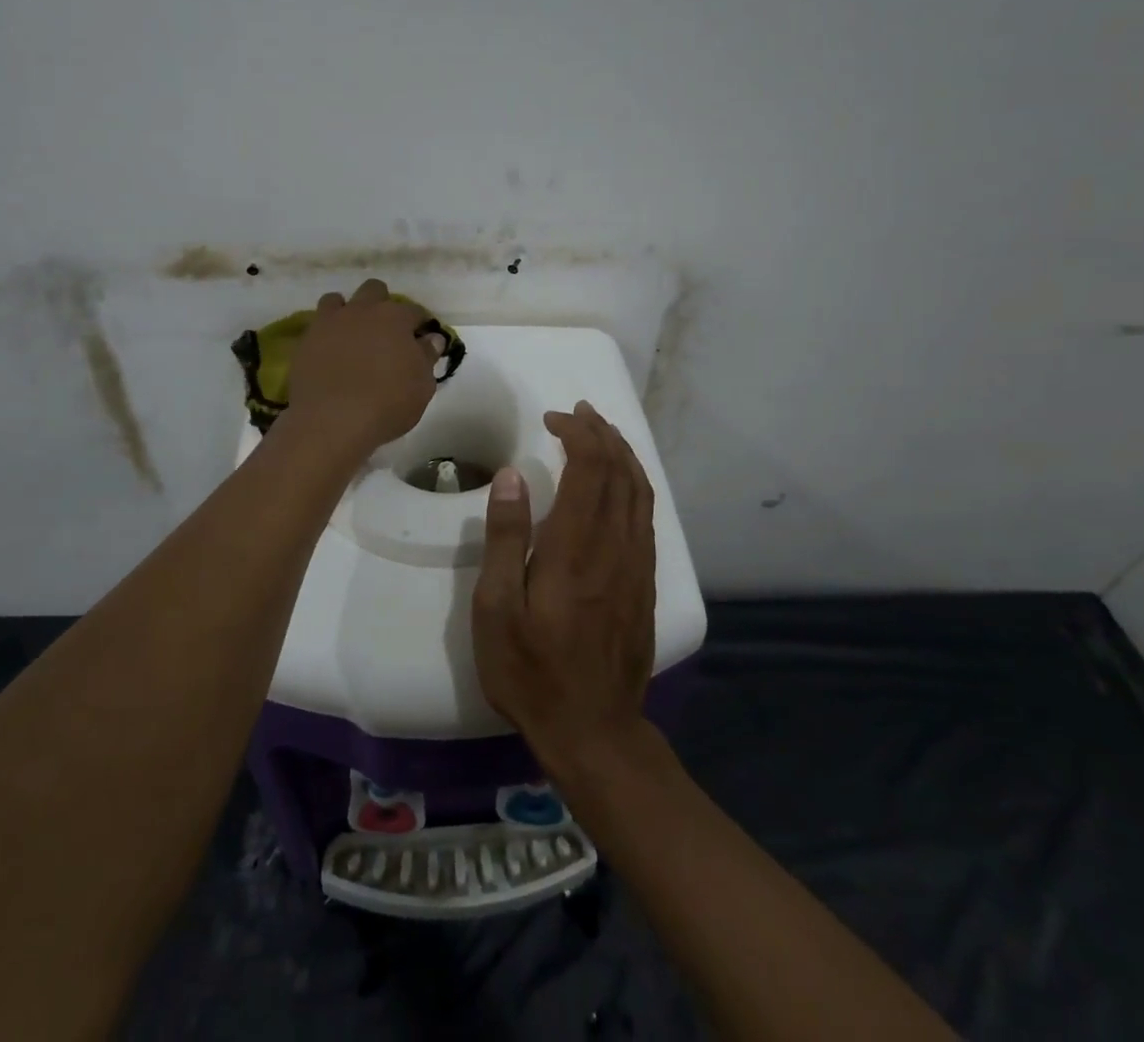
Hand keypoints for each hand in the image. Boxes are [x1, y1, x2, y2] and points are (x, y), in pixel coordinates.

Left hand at [285, 279, 445, 454]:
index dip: (418, 324)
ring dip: (347, 312)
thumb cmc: (387, 404)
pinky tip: (330, 354)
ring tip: (351, 337)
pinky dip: (325, 334)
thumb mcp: (422, 385)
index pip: (413, 311)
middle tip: (385, 332)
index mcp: (394, 318)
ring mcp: (329, 323)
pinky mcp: (305, 340)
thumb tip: (431, 338)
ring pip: (337, 300)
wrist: (332, 421)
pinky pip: (316, 326)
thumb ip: (427, 357)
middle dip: (381, 304)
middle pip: (373, 290)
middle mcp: (361, 310)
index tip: (420, 339)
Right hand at [471, 401, 656, 784]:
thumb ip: (506, 538)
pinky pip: (646, 516)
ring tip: (602, 433)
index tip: (552, 419)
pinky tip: (620, 484)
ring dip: (622, 454)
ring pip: (640, 491)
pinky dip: (634, 484)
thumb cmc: (531, 671)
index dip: (577, 433)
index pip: (590, 467)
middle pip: (620, 471)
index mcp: (576, 546)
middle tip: (578, 413)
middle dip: (602, 433)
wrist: (594, 731)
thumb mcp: (497, 609)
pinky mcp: (645, 582)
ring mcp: (636, 564)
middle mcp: (615, 545)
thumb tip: (512, 476)